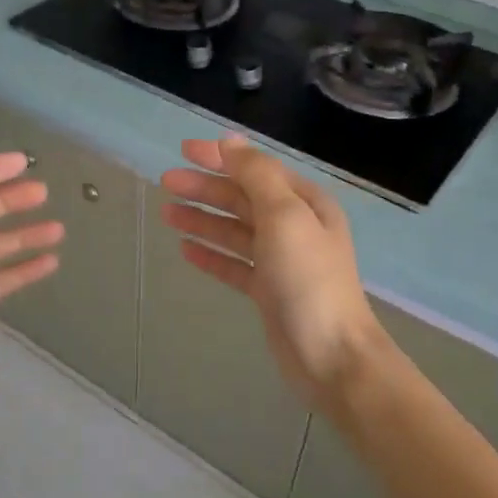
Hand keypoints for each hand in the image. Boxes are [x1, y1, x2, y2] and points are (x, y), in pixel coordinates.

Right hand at [160, 136, 385, 412]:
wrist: (331, 355)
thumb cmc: (308, 279)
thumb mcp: (284, 216)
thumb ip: (257, 175)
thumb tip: (230, 142)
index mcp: (304, 203)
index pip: (256, 169)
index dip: (220, 157)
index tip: (183, 150)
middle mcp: (294, 227)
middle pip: (242, 198)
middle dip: (205, 188)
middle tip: (166, 182)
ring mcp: (281, 261)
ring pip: (235, 231)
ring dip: (203, 219)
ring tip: (167, 214)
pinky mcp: (268, 291)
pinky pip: (234, 264)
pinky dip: (212, 254)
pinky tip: (186, 249)